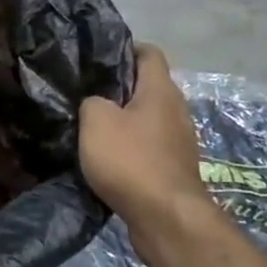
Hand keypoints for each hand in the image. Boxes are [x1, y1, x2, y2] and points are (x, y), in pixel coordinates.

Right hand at [78, 44, 211, 234]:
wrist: (166, 218)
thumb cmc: (130, 160)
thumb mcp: (95, 120)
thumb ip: (91, 101)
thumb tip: (96, 103)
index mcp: (160, 90)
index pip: (149, 53)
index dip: (125, 48)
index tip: (97, 57)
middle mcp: (176, 110)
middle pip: (149, 86)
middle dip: (120, 86)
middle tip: (87, 91)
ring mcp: (179, 141)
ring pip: (149, 118)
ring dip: (125, 119)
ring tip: (93, 126)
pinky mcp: (174, 168)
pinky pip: (150, 145)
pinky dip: (131, 146)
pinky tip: (108, 157)